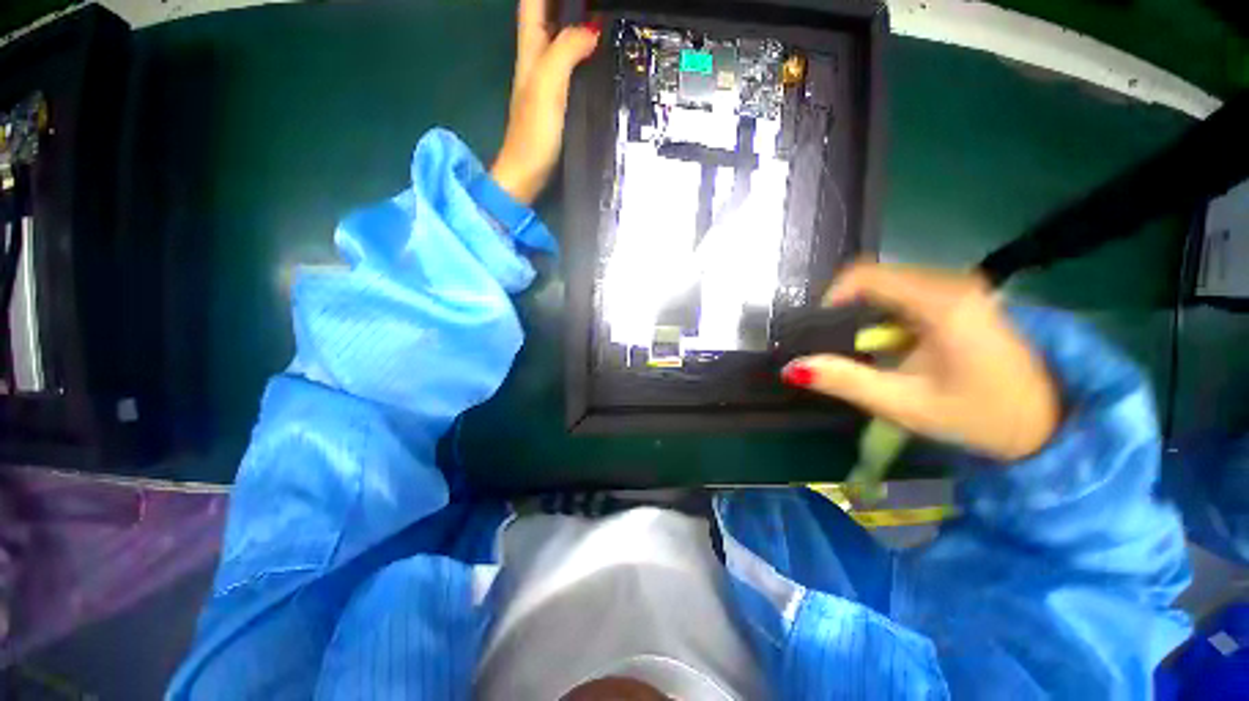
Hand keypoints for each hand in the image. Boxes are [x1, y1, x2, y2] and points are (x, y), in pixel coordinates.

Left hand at [490, 0, 600, 204]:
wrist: (528, 173)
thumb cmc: (534, 133)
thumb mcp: (547, 85)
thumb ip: (565, 51)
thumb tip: (592, 28)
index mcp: (531, 47)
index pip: (534, 2)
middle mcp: (537, 57)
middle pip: (548, 13)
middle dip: (569, 4)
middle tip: (596, 6)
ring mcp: (547, 79)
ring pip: (561, 35)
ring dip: (577, 20)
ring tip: (601, 17)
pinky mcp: (558, 100)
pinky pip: (571, 62)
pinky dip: (583, 49)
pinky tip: (599, 51)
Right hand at [782, 264, 1060, 461]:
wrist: (1054, 425)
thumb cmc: (982, 417)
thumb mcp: (905, 404)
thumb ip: (846, 381)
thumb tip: (791, 368)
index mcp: (940, 302)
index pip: (864, 274)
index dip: (831, 297)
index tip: (819, 330)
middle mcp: (953, 283)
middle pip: (877, 278)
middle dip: (847, 308)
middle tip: (837, 344)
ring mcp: (964, 288)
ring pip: (892, 285)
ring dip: (867, 312)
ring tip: (861, 347)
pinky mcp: (967, 299)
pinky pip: (911, 294)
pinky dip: (887, 314)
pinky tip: (892, 344)